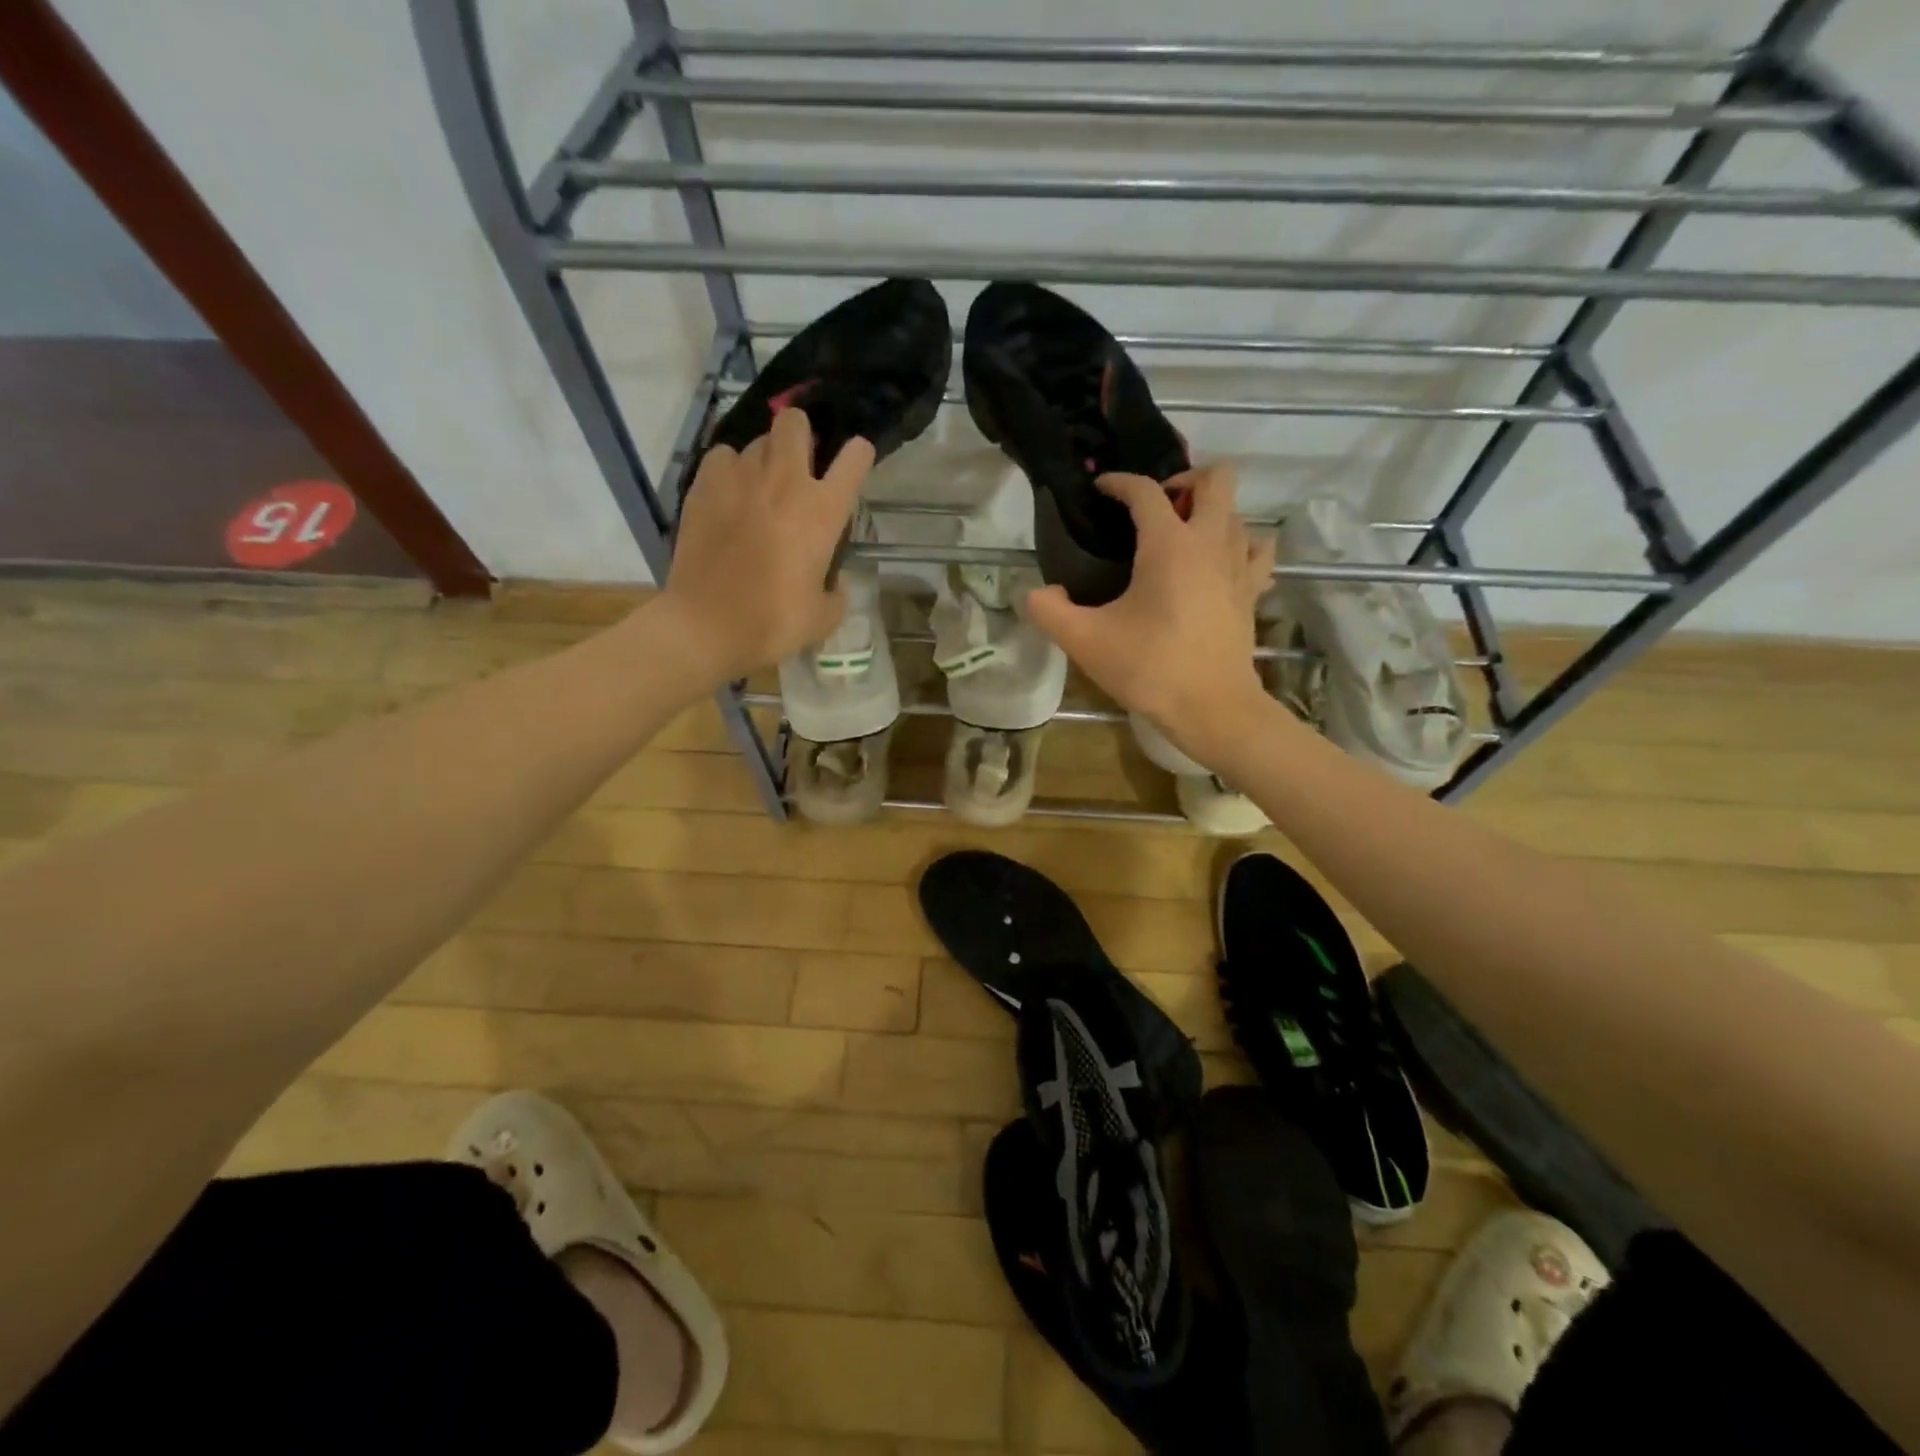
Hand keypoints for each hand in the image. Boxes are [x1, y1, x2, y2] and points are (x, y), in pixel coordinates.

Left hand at [655, 408, 874, 686]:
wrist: (706, 625)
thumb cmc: (773, 623)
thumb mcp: (823, 618)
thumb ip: (836, 593)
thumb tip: (833, 582)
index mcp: (823, 511)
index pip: (854, 459)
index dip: (858, 456)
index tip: (853, 465)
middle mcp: (785, 482)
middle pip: (795, 422)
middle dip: (801, 434)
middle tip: (799, 465)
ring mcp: (740, 478)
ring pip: (757, 441)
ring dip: (765, 458)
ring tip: (760, 488)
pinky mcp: (703, 486)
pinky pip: (722, 457)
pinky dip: (729, 469)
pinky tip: (729, 494)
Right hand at [1025, 464, 1278, 768]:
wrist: (1211, 708)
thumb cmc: (1149, 668)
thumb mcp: (1084, 641)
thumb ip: (1049, 611)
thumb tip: (1038, 593)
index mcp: (1169, 544)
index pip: (1145, 491)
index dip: (1119, 483)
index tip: (1101, 490)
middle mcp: (1211, 542)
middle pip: (1215, 479)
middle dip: (1185, 480)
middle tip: (1156, 509)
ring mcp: (1239, 566)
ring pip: (1237, 512)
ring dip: (1210, 513)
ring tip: (1181, 538)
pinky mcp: (1252, 592)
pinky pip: (1257, 551)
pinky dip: (1241, 545)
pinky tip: (1219, 564)